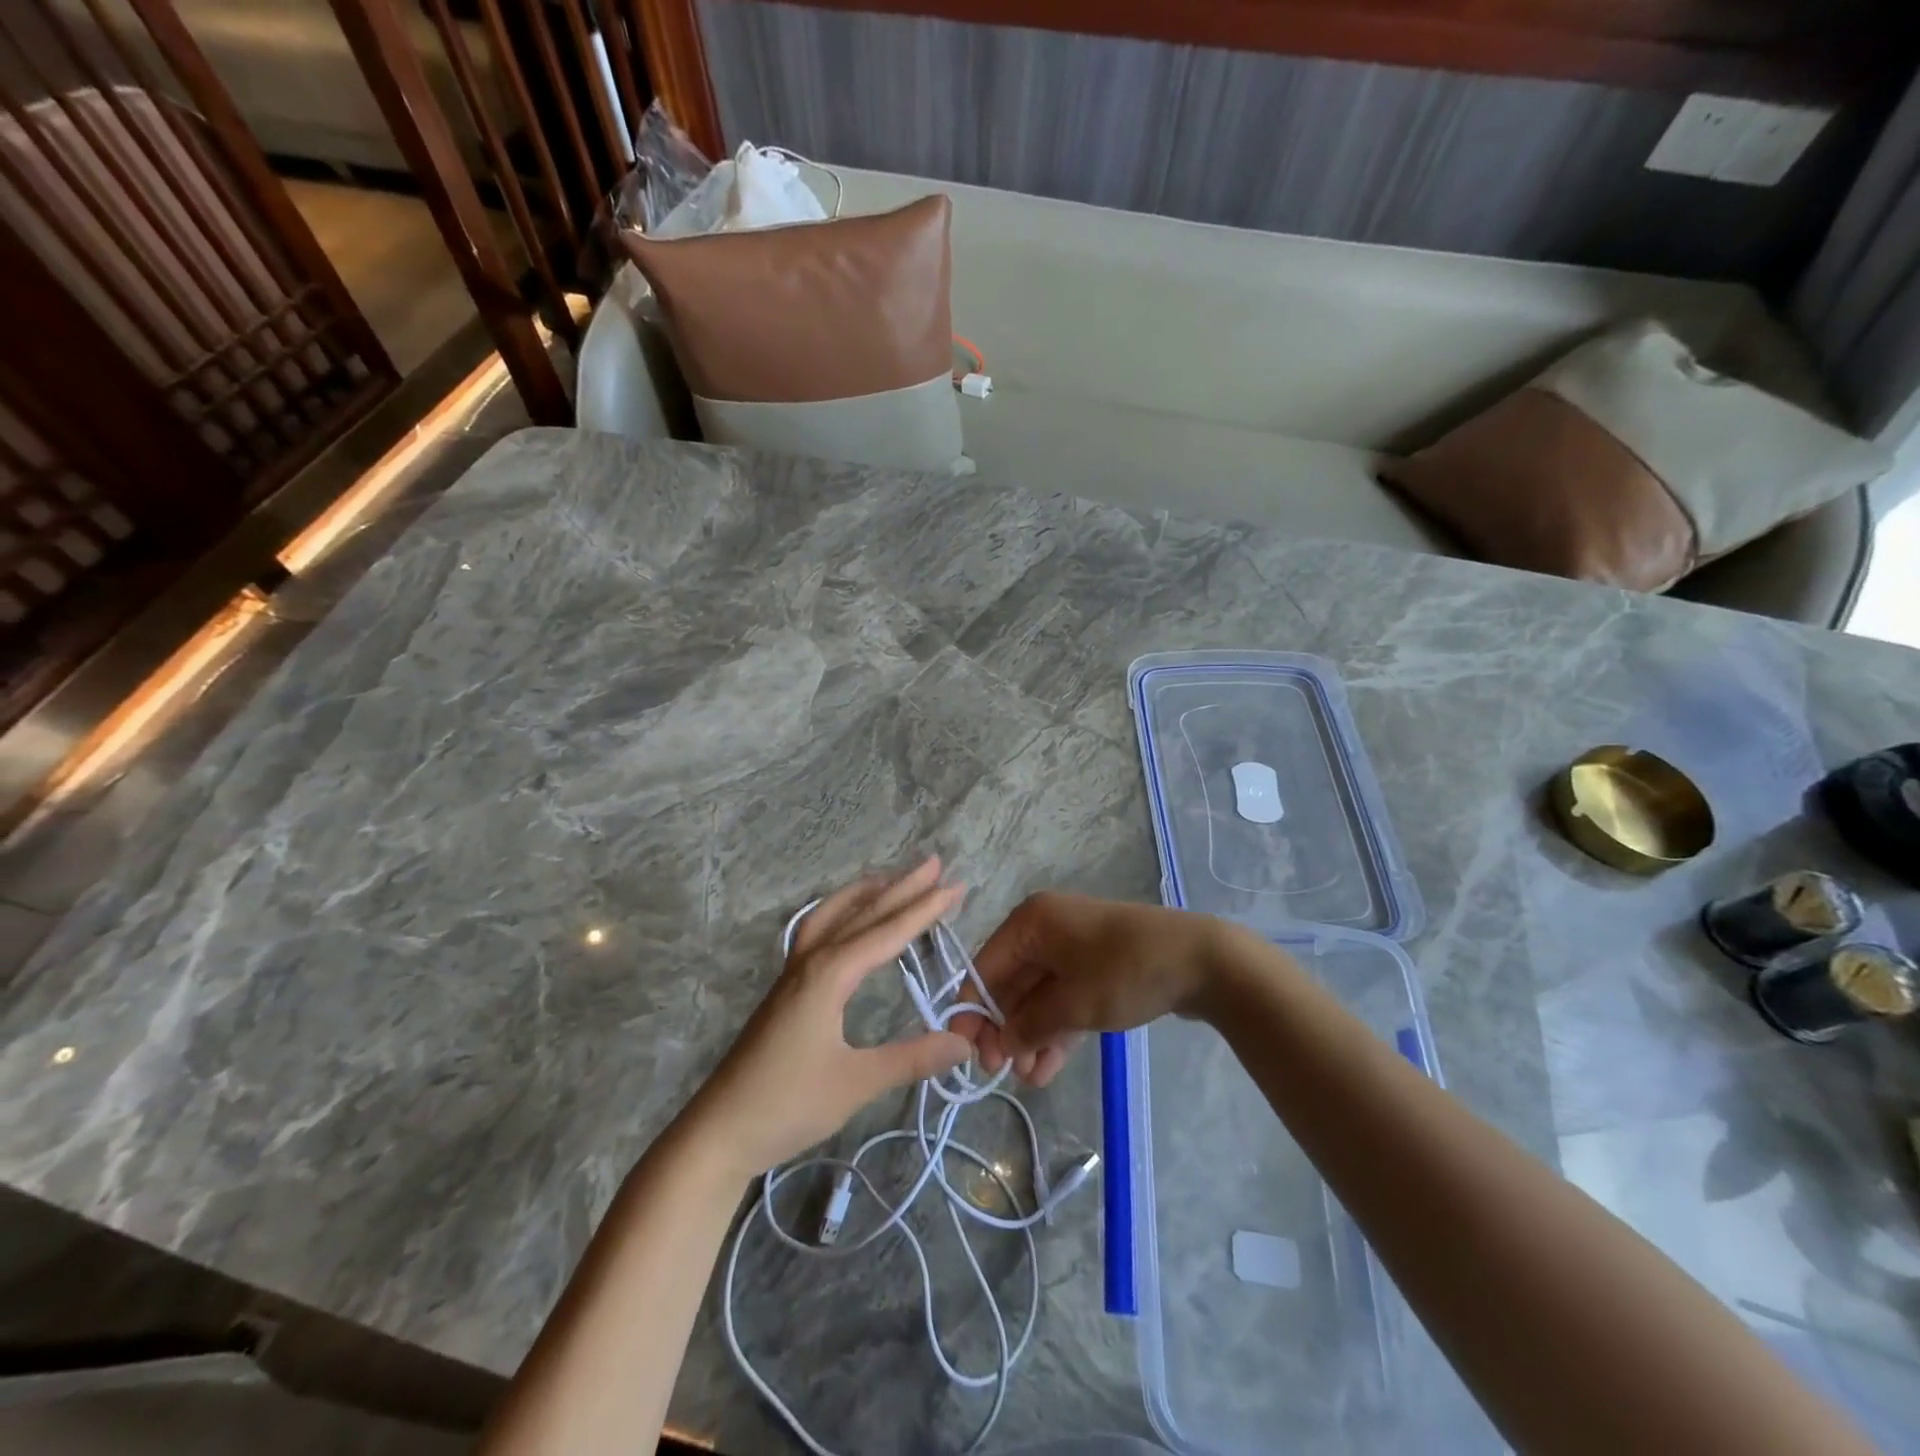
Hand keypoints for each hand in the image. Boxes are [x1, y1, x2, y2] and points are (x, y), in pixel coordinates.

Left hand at [681, 859, 971, 1177]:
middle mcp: (812, 960)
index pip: (887, 932)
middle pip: (862, 913)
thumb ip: (912, 1058)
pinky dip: (842, 911)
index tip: (956, 886)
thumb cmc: (787, 1104)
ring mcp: (794, 971)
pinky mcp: (786, 986)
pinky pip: (818, 930)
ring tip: (894, 878)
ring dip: (867, 893)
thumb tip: (965, 1041)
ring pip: (833, 914)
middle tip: (936, 864)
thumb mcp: (857, 1083)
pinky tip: (849, 920)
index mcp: (829, 974)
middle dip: (901, 887)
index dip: (924, 909)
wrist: (720, 1129)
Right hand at [969, 893, 1260, 1086]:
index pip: (986, 966)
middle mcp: (1046, 930)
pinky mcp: (1097, 969)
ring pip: (1039, 996)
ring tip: (1027, 1079)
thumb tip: (999, 1044)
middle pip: (1011, 982)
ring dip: (1030, 1036)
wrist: (1202, 960)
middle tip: (999, 1072)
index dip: (973, 1010)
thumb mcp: (1071, 1004)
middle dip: (1006, 1029)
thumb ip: (1028, 1025)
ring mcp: (1074, 949)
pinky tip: (1046, 1070)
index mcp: (1031, 922)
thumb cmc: (1124, 972)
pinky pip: (1065, 1000)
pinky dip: (1056, 1031)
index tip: (966, 1052)